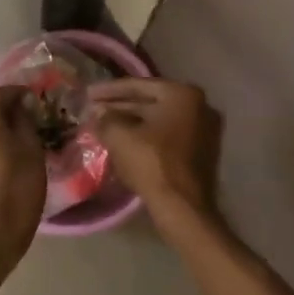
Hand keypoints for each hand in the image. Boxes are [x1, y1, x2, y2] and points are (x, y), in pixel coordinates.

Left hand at [0, 87, 46, 289]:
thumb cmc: (15, 191)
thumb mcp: (32, 150)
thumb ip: (25, 119)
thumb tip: (20, 106)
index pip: (7, 91)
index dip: (26, 98)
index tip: (42, 109)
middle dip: (9, 114)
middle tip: (32, 129)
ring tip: (18, 147)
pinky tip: (0, 161)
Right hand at [87, 78, 220, 220]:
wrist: (184, 209)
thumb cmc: (152, 164)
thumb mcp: (120, 137)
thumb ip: (106, 118)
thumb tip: (98, 112)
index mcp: (182, 94)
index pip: (138, 85)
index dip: (109, 90)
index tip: (88, 93)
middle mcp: (199, 105)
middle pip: (151, 102)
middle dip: (121, 107)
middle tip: (95, 109)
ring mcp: (205, 129)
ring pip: (159, 121)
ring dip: (132, 123)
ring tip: (105, 125)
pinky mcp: (203, 151)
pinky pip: (169, 136)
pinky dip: (147, 137)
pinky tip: (125, 142)